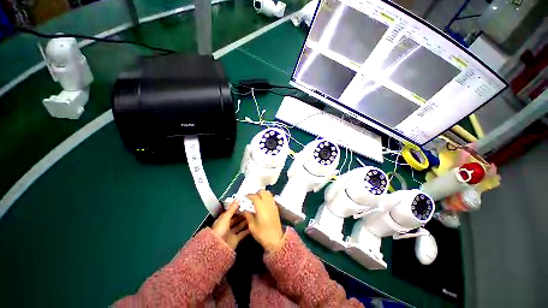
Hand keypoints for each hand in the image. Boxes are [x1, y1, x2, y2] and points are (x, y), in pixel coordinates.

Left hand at [212, 201, 249, 249]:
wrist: (218, 247)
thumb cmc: (220, 229)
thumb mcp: (226, 217)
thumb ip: (232, 208)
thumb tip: (238, 198)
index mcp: (223, 220)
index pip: (231, 212)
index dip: (237, 208)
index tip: (245, 204)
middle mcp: (227, 226)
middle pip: (236, 219)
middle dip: (243, 214)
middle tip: (251, 209)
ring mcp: (231, 233)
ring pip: (240, 225)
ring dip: (246, 221)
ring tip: (254, 215)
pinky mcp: (235, 239)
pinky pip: (242, 233)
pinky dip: (247, 230)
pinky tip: (253, 225)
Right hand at [244, 190, 283, 252]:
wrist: (276, 239)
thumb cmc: (262, 233)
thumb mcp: (252, 226)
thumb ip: (248, 215)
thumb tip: (244, 210)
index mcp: (261, 206)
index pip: (254, 196)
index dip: (249, 195)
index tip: (245, 197)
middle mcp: (268, 203)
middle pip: (262, 192)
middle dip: (256, 193)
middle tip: (251, 198)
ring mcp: (273, 204)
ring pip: (268, 193)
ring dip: (262, 194)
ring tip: (257, 200)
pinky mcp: (276, 207)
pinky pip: (271, 198)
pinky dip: (267, 197)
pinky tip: (263, 203)